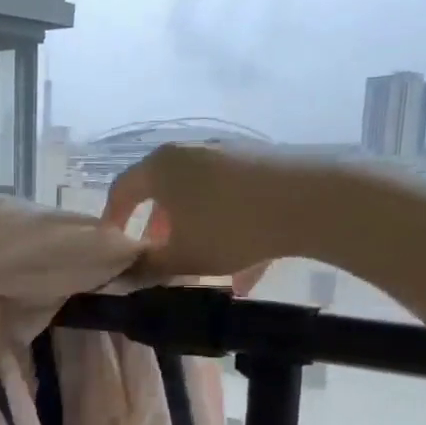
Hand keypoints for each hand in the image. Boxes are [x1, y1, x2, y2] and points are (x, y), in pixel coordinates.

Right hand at [102, 143, 304, 285]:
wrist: (311, 199)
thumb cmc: (230, 227)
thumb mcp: (183, 257)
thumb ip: (150, 267)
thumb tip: (130, 272)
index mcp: (161, 167)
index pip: (123, 189)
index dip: (114, 219)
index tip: (114, 245)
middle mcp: (190, 152)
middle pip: (163, 191)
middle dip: (159, 228)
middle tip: (158, 256)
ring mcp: (229, 154)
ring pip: (200, 197)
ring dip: (195, 231)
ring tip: (204, 267)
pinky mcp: (262, 163)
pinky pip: (233, 199)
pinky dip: (230, 228)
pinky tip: (247, 269)